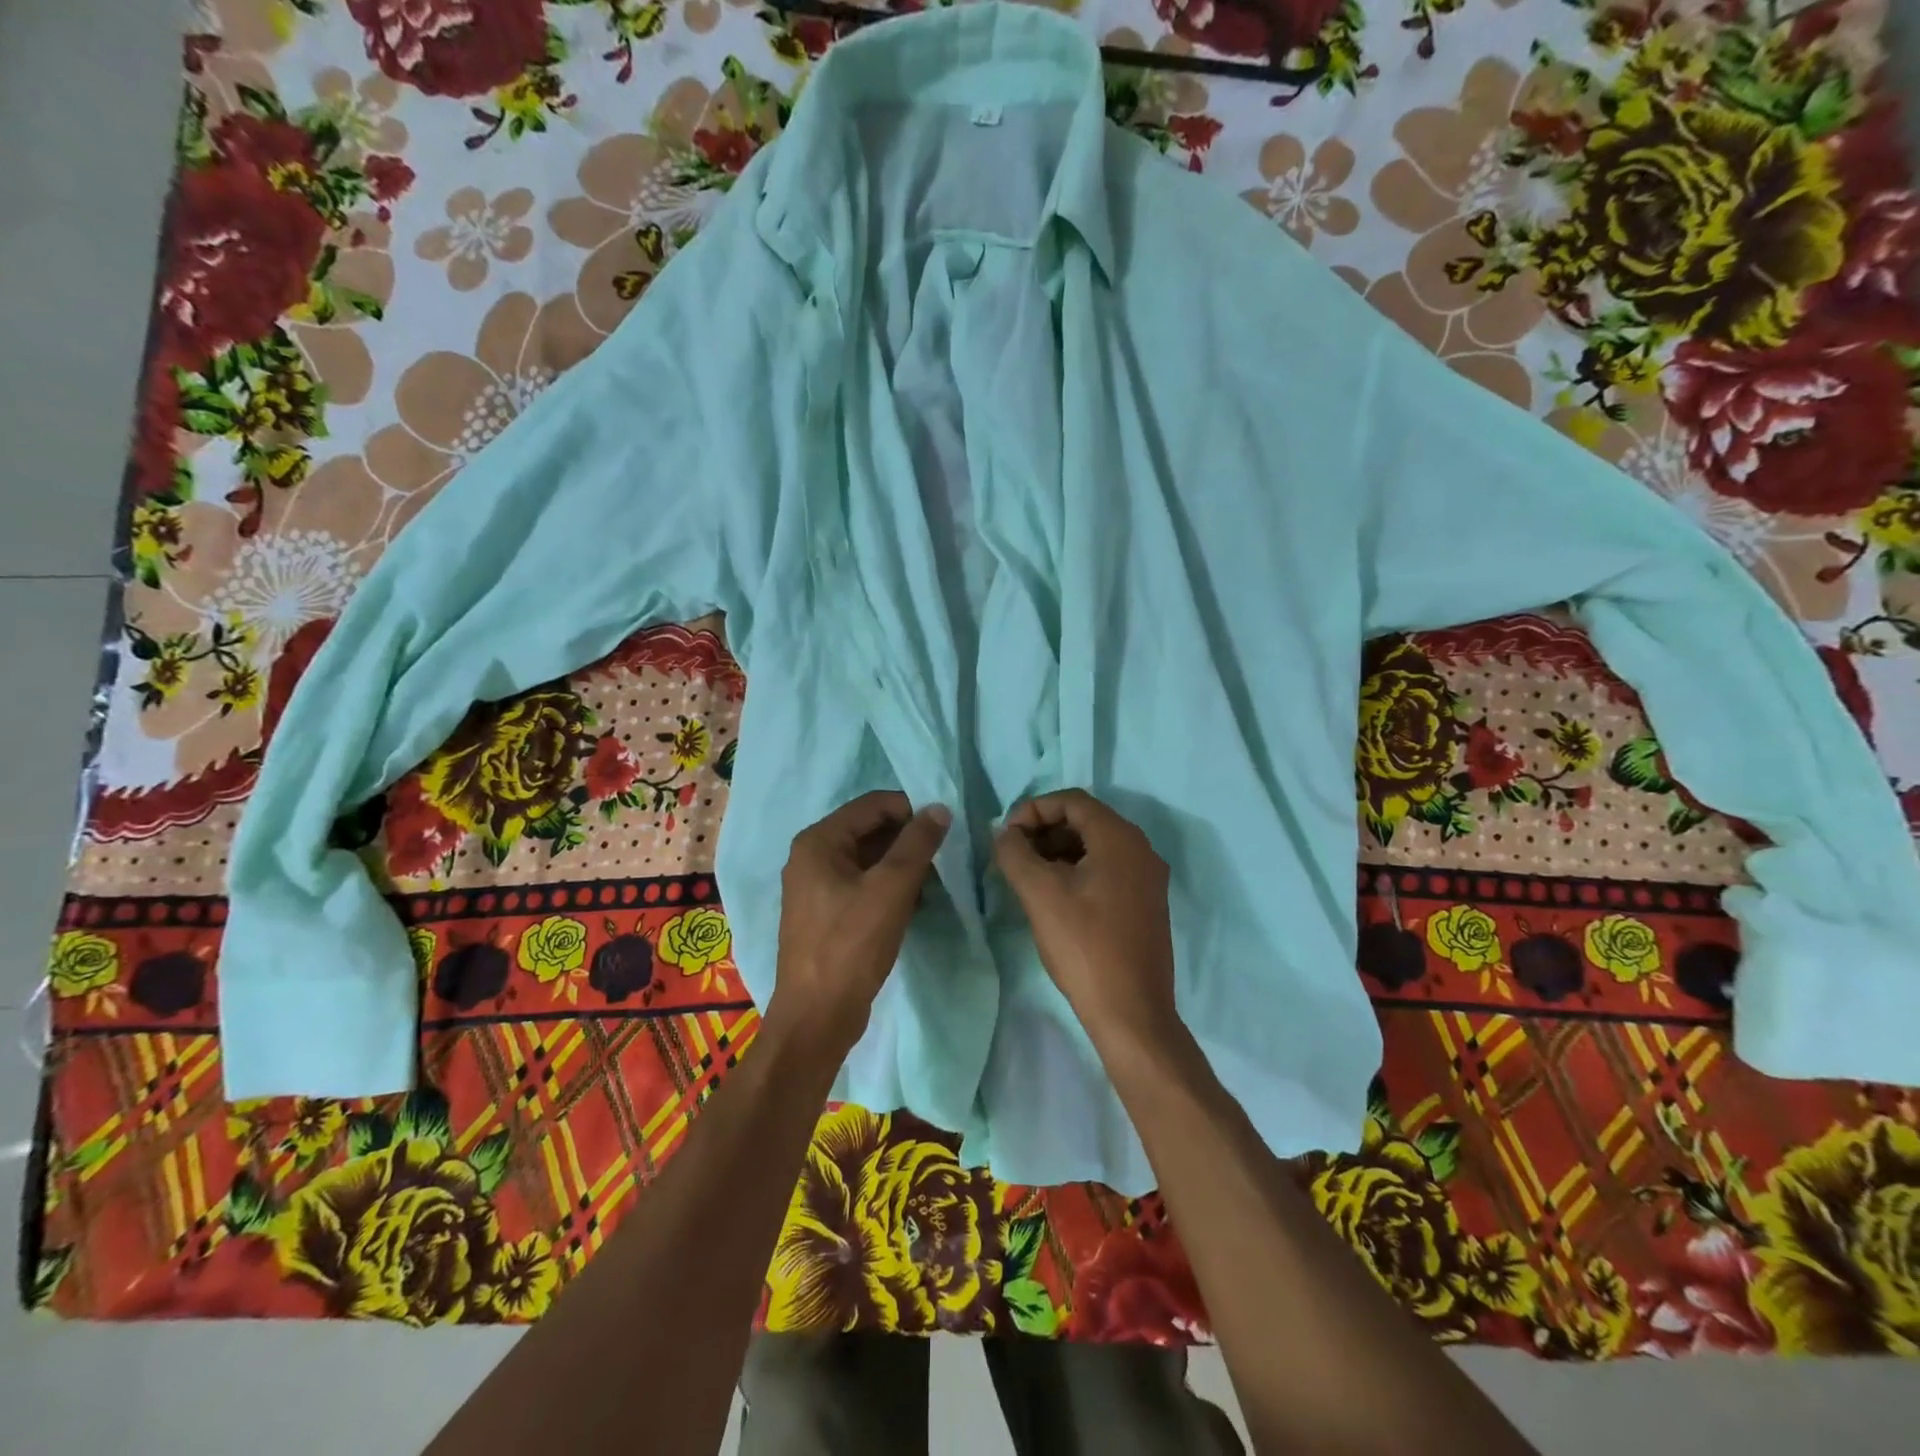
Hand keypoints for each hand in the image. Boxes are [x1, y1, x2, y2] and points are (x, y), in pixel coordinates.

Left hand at [767, 791, 949, 1059]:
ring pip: (869, 859)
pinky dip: (890, 887)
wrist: (816, 1017)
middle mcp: (812, 857)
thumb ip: (917, 844)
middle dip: (908, 840)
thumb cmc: (851, 946)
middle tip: (943, 857)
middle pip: (870, 830)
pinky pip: (864, 885)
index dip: (911, 810)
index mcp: (819, 841)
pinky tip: (915, 903)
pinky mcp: (827, 914)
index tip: (945, 829)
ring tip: (934, 882)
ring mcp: (817, 887)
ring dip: (902, 865)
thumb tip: (939, 809)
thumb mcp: (891, 889)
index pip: (873, 805)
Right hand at [993, 790, 1179, 1054]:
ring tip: (1026, 876)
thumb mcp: (1040, 894)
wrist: (1132, 1012)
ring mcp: (1147, 878)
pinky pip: (1107, 870)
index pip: (1072, 800)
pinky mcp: (1146, 904)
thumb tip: (1005, 834)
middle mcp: (1141, 849)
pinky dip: (1077, 871)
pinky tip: (1053, 896)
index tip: (1005, 835)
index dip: (1033, 809)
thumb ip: (1015, 853)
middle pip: (1085, 821)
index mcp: (1120, 838)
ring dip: (1058, 851)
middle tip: (1012, 854)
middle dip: (1044, 831)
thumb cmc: (1084, 946)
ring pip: (1095, 847)